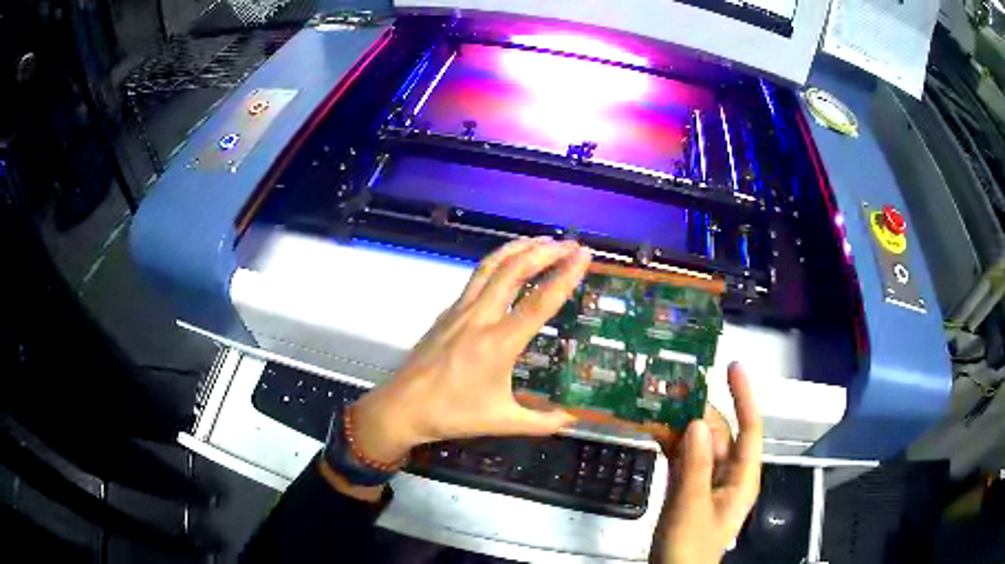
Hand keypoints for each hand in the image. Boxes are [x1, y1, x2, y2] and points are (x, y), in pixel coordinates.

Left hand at [351, 237, 591, 463]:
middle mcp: (479, 318)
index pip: (539, 302)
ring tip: (541, 240)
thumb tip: (570, 421)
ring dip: (518, 249)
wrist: (403, 407)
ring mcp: (459, 311)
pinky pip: (475, 278)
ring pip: (490, 267)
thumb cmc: (453, 414)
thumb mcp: (501, 421)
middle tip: (569, 243)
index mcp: (498, 344)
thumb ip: (540, 422)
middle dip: (545, 252)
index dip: (565, 276)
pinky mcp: (446, 312)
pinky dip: (497, 263)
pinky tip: (505, 266)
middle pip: (514, 272)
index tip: (583, 255)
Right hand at [651, 363, 761, 563]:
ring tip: (657, 402)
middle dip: (699, 410)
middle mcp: (728, 473)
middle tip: (672, 386)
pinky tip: (654, 429)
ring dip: (680, 426)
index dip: (745, 396)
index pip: (750, 429)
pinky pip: (683, 459)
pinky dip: (671, 444)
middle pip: (718, 433)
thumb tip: (698, 422)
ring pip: (698, 444)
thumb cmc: (690, 546)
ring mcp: (707, 481)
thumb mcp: (693, 507)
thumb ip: (696, 466)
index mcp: (742, 477)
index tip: (733, 367)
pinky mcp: (688, 488)